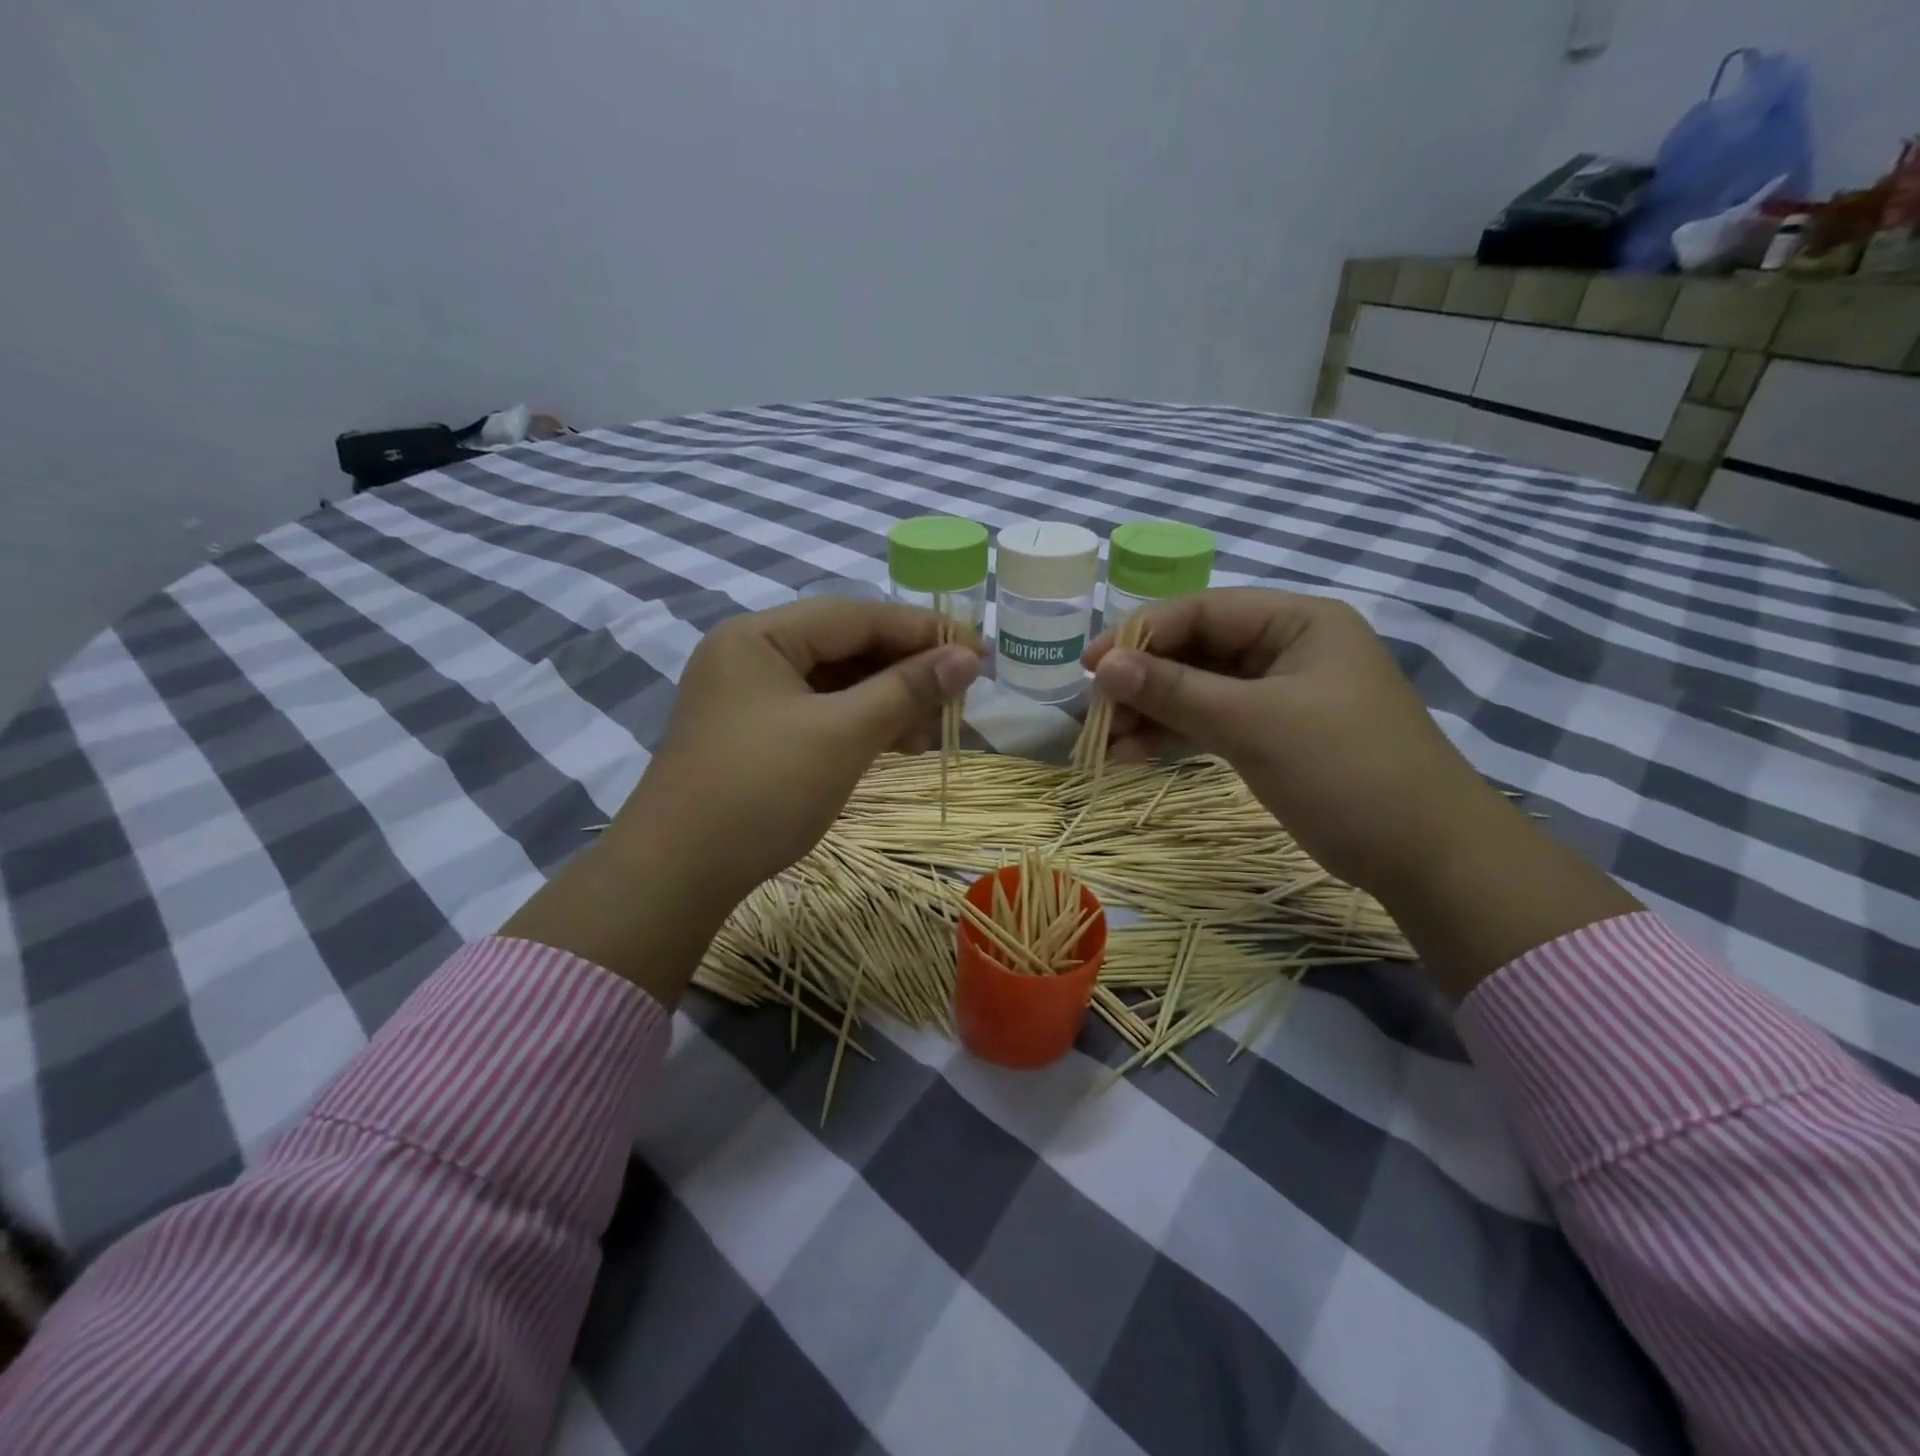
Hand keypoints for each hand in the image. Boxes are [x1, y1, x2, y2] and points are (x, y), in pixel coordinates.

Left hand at [503, 598, 981, 1003]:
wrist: (676, 874)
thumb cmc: (761, 792)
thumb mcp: (842, 736)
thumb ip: (906, 690)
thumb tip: (968, 658)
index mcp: (761, 636)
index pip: (857, 616)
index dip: (923, 631)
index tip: (977, 653)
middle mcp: (752, 654)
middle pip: (846, 646)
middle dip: (906, 671)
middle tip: (958, 698)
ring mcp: (751, 696)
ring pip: (837, 683)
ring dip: (888, 702)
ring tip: (931, 733)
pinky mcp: (756, 733)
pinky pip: (821, 713)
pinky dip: (861, 725)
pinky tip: (897, 745)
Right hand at [1085, 589, 1490, 895]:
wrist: (1423, 855)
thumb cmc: (1346, 770)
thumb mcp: (1254, 724)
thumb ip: (1175, 691)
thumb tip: (1103, 667)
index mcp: (1297, 622)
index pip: (1203, 611)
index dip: (1141, 634)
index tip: (1090, 667)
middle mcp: (1286, 648)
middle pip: (1196, 650)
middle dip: (1143, 681)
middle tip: (1095, 713)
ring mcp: (1279, 694)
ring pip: (1198, 690)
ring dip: (1152, 713)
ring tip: (1106, 744)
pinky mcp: (1272, 734)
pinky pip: (1211, 722)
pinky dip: (1174, 736)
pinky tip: (1134, 756)